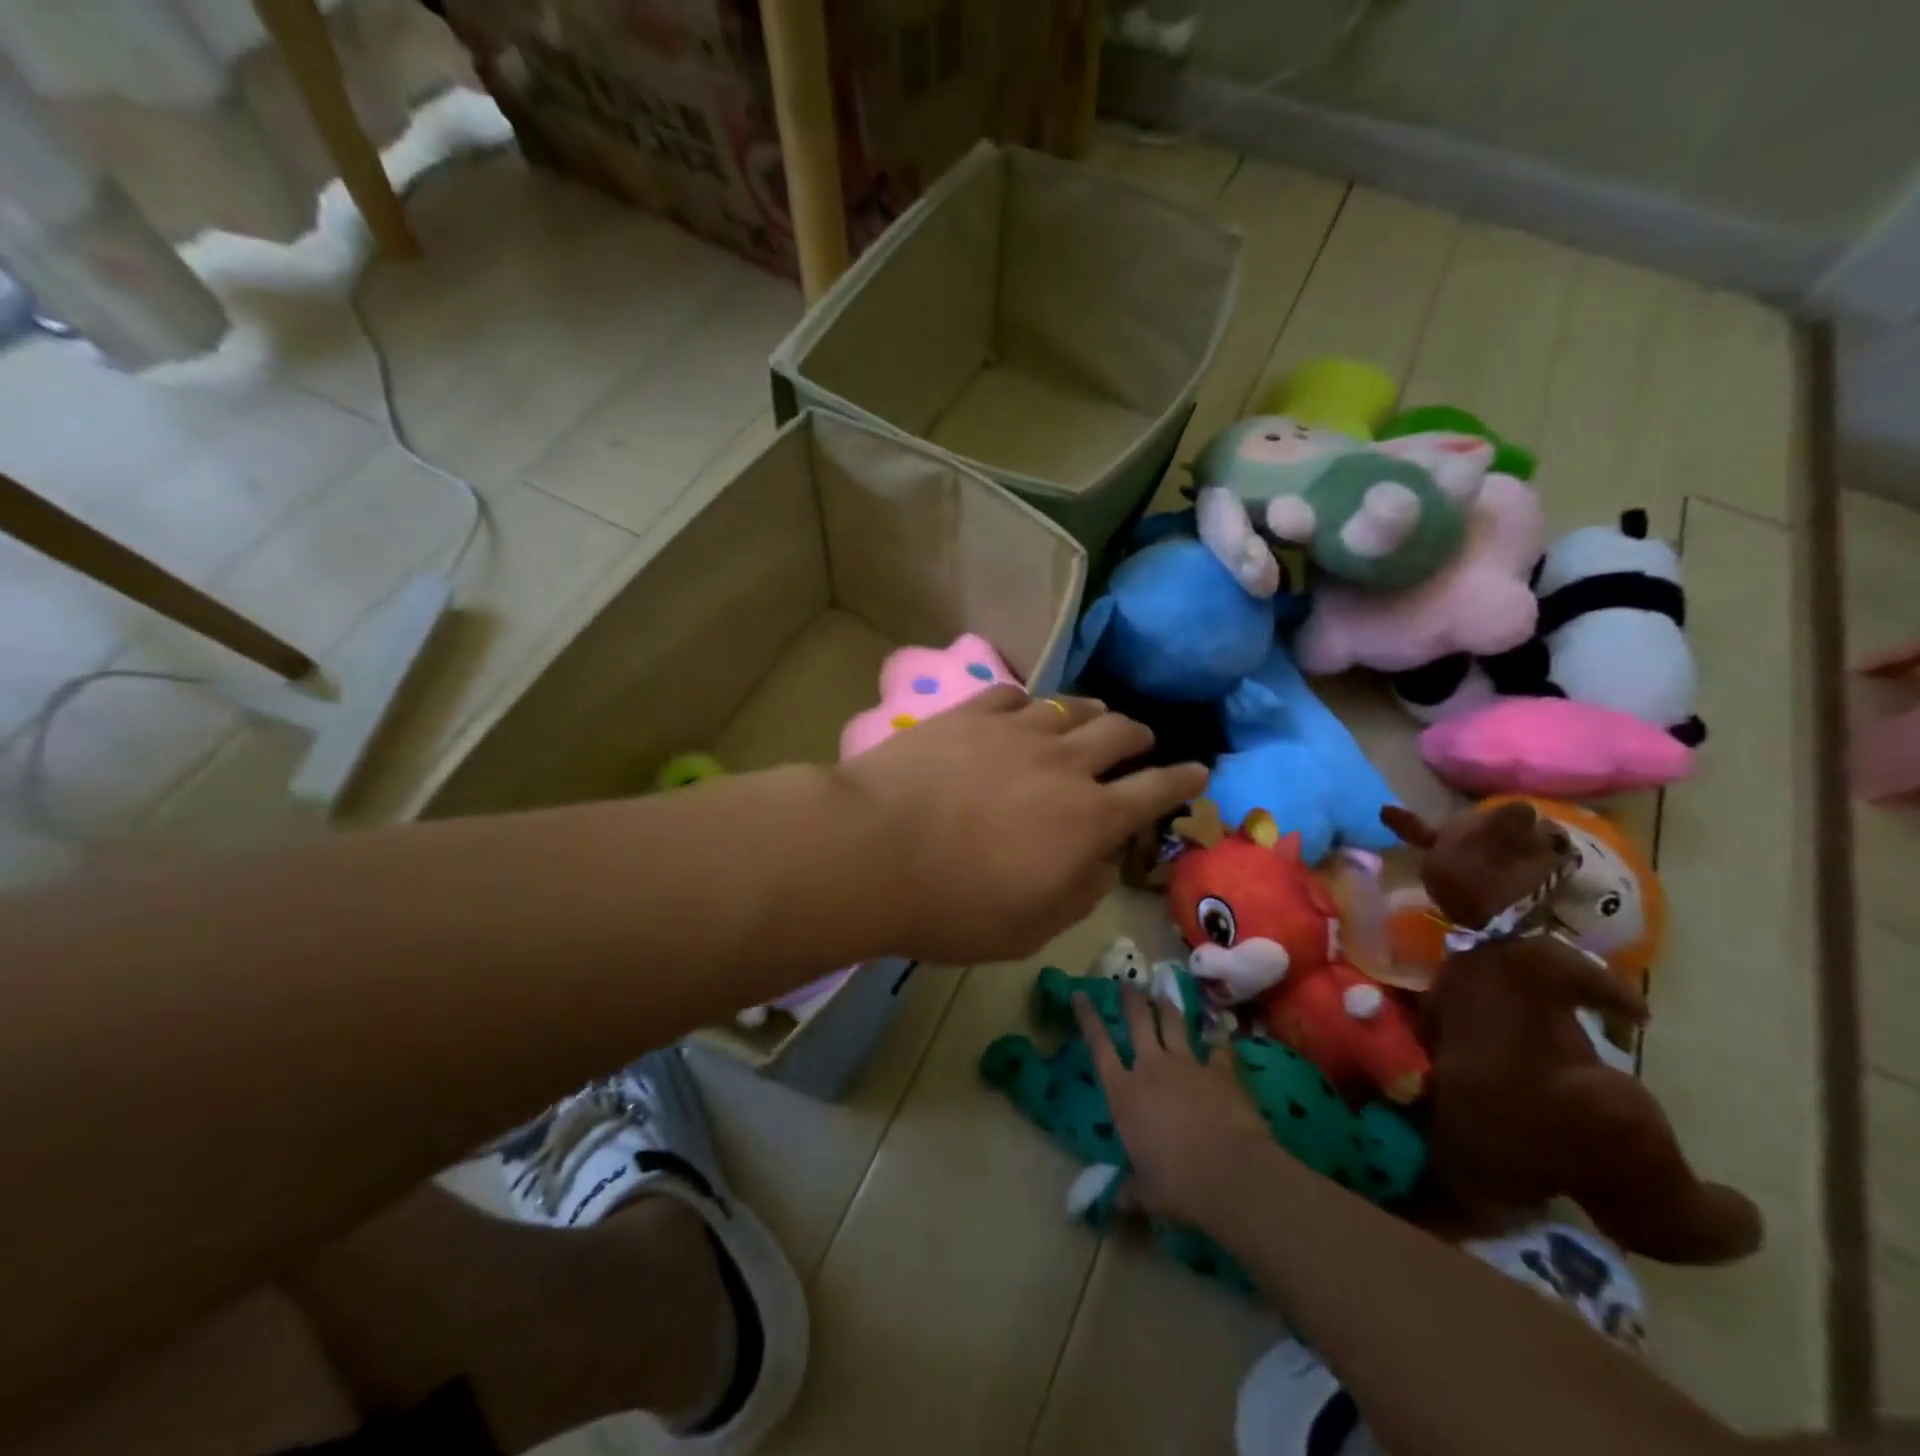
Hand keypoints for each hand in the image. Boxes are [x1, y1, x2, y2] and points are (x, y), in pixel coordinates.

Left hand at [833, 687, 1205, 964]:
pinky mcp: (969, 714)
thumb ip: (1081, 892)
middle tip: (1142, 742)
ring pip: (1070, 707)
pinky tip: (1027, 708)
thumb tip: (1102, 860)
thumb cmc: (951, 906)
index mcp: (1087, 819)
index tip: (1199, 770)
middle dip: (1139, 737)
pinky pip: (1014, 694)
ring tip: (1095, 717)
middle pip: (1119, 733)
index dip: (1183, 780)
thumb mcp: (1030, 927)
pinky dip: (1031, 703)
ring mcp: (1014, 730)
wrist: (872, 850)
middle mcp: (1063, 764)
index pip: (1154, 791)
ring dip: (1092, 712)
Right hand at [1073, 984, 1276, 1228]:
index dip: (1088, 1017)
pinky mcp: (1221, 1072)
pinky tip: (1219, 1034)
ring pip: (1174, 1024)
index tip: (1080, 993)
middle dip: (1131, 998)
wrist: (1232, 1174)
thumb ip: (1131, 1190)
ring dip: (1168, 1007)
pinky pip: (1218, 1049)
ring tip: (1163, 993)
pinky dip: (1217, 1041)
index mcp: (1124, 1093)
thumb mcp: (1146, 1193)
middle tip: (1127, 981)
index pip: (1098, 1046)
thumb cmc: (1178, 1185)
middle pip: (1139, 1021)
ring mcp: (1188, 1065)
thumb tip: (1116, 1203)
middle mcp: (1152, 1068)